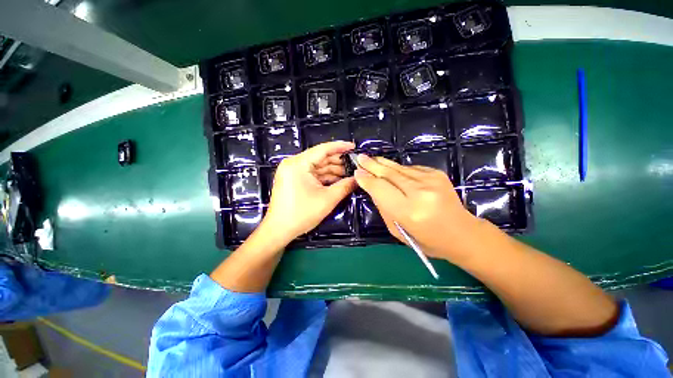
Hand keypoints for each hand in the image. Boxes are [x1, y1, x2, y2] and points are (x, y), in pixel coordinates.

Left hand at [261, 141, 356, 243]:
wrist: (279, 230)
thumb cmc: (301, 214)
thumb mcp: (327, 199)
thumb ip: (345, 186)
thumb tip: (359, 178)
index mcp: (298, 164)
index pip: (322, 149)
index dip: (340, 147)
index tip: (354, 146)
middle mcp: (294, 163)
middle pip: (320, 157)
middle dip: (339, 161)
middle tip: (355, 163)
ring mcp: (293, 171)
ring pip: (318, 166)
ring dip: (334, 170)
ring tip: (350, 173)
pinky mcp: (294, 179)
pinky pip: (313, 174)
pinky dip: (326, 177)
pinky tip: (339, 179)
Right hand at [354, 154, 479, 260]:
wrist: (462, 233)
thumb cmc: (427, 239)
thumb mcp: (398, 230)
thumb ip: (383, 208)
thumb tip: (371, 187)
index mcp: (410, 211)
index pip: (381, 189)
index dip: (367, 179)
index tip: (356, 172)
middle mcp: (420, 192)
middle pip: (389, 174)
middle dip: (372, 165)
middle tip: (360, 158)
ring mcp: (431, 180)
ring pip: (399, 168)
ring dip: (383, 164)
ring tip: (371, 159)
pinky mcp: (437, 173)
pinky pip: (410, 169)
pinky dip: (397, 169)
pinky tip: (390, 169)